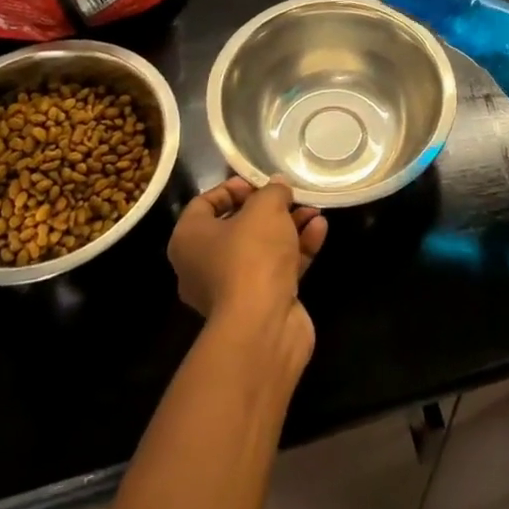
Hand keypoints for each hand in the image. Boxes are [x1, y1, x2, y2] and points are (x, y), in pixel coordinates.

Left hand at [168, 177, 327, 353]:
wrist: (262, 326)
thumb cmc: (250, 256)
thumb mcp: (265, 208)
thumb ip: (273, 191)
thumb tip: (278, 186)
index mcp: (189, 239)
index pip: (204, 204)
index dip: (232, 188)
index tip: (260, 182)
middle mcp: (203, 265)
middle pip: (237, 227)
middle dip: (269, 209)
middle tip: (292, 196)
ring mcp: (231, 289)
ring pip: (262, 248)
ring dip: (289, 227)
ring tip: (315, 210)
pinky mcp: (259, 305)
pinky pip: (277, 269)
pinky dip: (297, 250)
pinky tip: (320, 230)